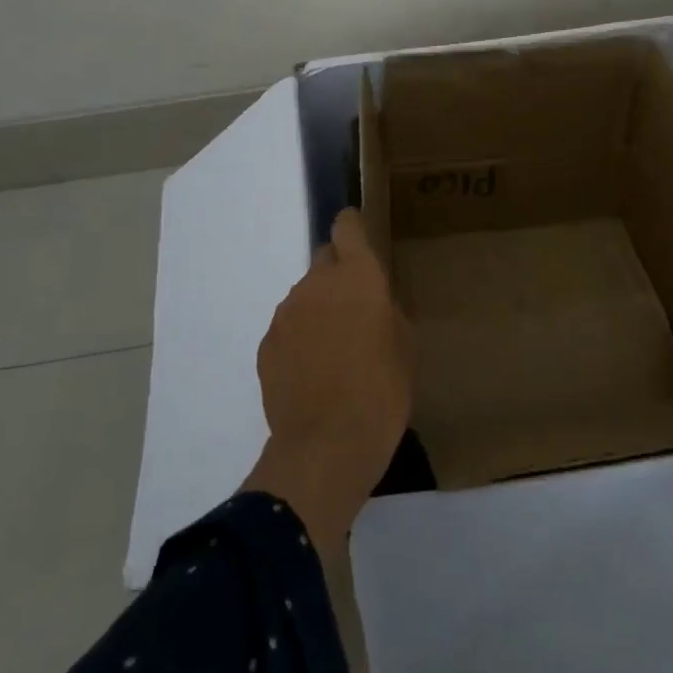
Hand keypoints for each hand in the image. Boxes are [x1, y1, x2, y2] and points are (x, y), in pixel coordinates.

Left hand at [243, 209, 411, 549]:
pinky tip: (313, 372)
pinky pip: (288, 328)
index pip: (347, 227)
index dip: (352, 227)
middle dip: (339, 275)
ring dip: (319, 310)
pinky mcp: (267, 344)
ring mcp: (286, 313)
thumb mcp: (405, 346)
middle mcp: (316, 284)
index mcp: (357, 276)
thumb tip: (374, 303)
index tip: (359, 239)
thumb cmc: (382, 391)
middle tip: (355, 309)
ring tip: (334, 351)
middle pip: (324, 258)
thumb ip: (388, 310)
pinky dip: (299, 339)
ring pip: (305, 296)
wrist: (328, 445)